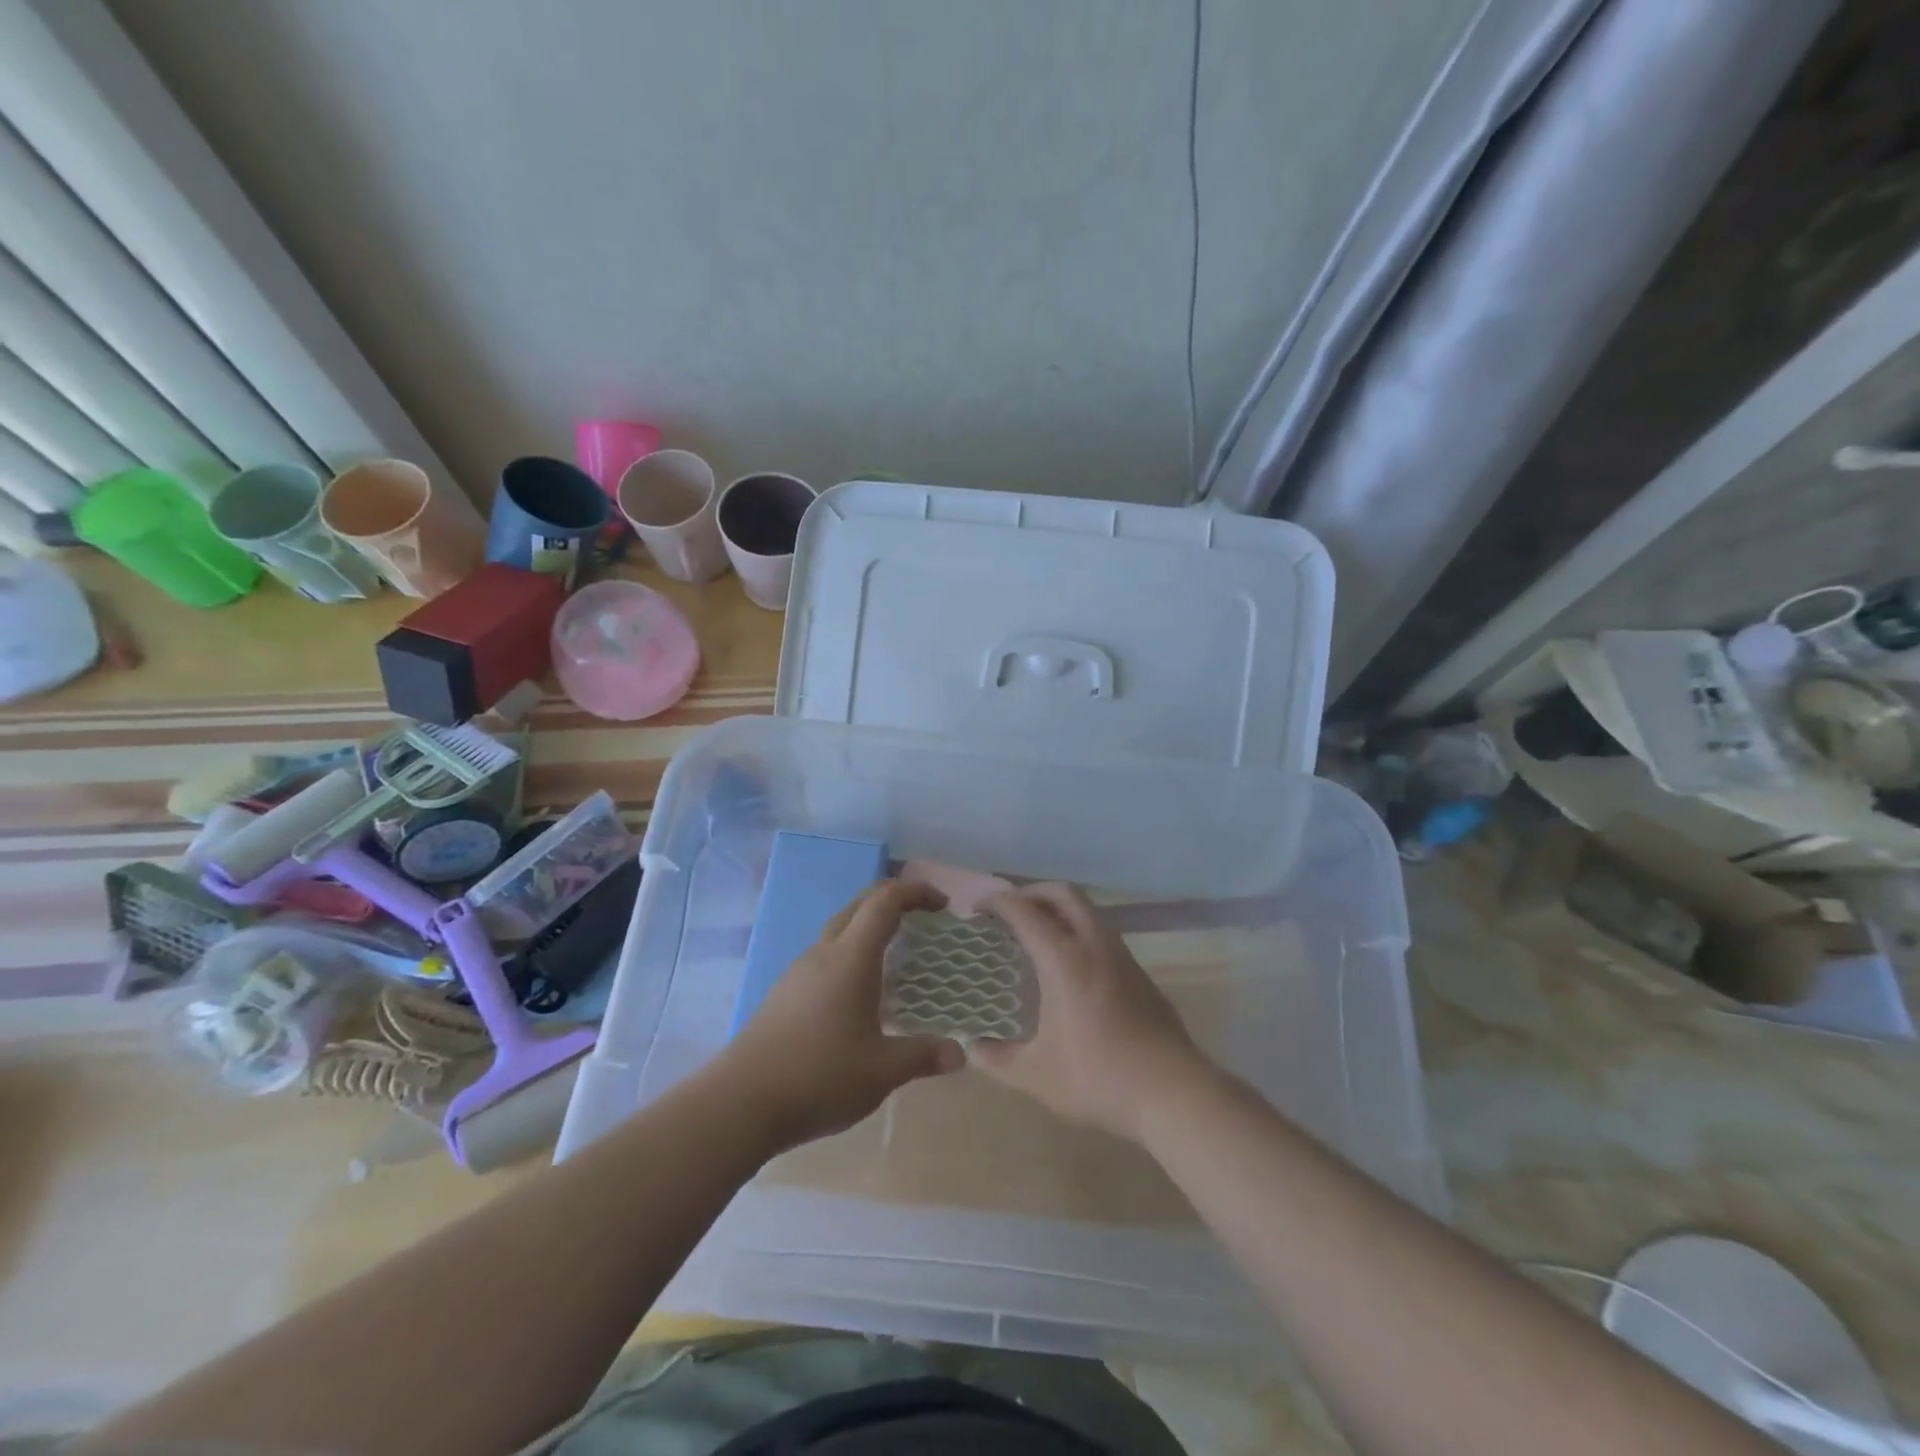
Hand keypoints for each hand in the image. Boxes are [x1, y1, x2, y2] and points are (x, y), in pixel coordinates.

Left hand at [721, 879, 964, 1153]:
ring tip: (895, 955)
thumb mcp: (882, 1071)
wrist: (739, 1103)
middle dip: (893, 901)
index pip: (885, 902)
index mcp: (850, 959)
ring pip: (838, 930)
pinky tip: (857, 992)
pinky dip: (849, 954)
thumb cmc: (819, 1077)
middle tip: (923, 919)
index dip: (915, 892)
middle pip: (859, 905)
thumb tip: (960, 1053)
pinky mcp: (783, 993)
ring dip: (868, 927)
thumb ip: (922, 1056)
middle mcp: (823, 953)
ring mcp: (797, 972)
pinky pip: (823, 955)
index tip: (942, 905)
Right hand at [970, 883, 1209, 1144]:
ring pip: (1088, 912)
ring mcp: (1122, 957)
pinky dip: (1078, 932)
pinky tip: (1069, 968)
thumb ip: (997, 1059)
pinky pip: (1102, 934)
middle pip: (1063, 894)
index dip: (997, 902)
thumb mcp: (1036, 1075)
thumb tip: (972, 1048)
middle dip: (1032, 893)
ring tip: (1036, 936)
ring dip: (1059, 911)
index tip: (977, 908)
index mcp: (1064, 960)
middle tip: (1009, 912)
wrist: (1173, 1093)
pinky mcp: (1139, 974)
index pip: (1024, 911)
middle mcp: (1094, 945)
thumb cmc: (1098, 1078)